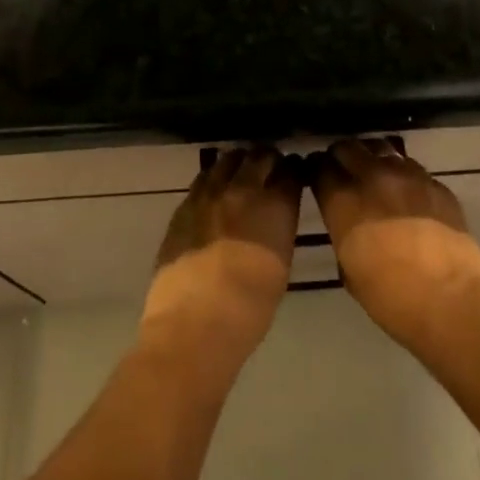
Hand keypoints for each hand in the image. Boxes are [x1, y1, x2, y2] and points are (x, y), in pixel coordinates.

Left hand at [140, 147, 302, 375]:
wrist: (193, 323)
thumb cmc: (249, 308)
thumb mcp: (280, 265)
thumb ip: (279, 229)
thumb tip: (275, 214)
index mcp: (276, 207)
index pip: (291, 171)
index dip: (294, 170)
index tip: (294, 174)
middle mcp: (244, 190)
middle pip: (260, 156)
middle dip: (269, 159)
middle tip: (270, 168)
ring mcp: (211, 193)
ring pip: (229, 158)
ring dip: (240, 162)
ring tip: (242, 173)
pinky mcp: (185, 203)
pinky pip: (204, 177)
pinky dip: (215, 177)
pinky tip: (216, 189)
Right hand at [309, 138, 479, 353]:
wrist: (452, 300)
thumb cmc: (391, 298)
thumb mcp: (349, 270)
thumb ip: (343, 233)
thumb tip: (347, 224)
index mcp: (343, 200)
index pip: (319, 167)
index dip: (315, 170)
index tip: (316, 176)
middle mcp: (372, 177)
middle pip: (348, 147)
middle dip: (341, 156)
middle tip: (343, 170)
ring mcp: (408, 175)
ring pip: (381, 147)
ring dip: (372, 157)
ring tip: (374, 172)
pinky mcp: (436, 183)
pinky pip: (412, 167)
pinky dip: (403, 173)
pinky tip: (407, 192)